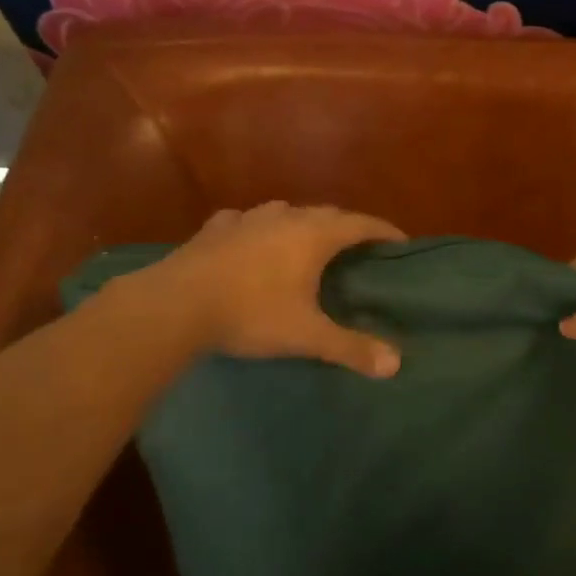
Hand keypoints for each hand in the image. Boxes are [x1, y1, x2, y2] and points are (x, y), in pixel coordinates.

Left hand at [146, 201, 406, 376]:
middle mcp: (286, 217)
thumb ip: (350, 348)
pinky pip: (245, 220)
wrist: (174, 305)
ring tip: (306, 242)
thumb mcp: (306, 336)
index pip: (362, 224)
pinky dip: (257, 228)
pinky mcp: (215, 228)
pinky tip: (249, 240)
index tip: (401, 242)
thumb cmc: (250, 314)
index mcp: (315, 236)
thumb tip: (395, 364)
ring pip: (286, 211)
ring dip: (302, 222)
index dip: (384, 231)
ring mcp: (248, 219)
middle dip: (347, 227)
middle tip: (358, 248)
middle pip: (328, 213)